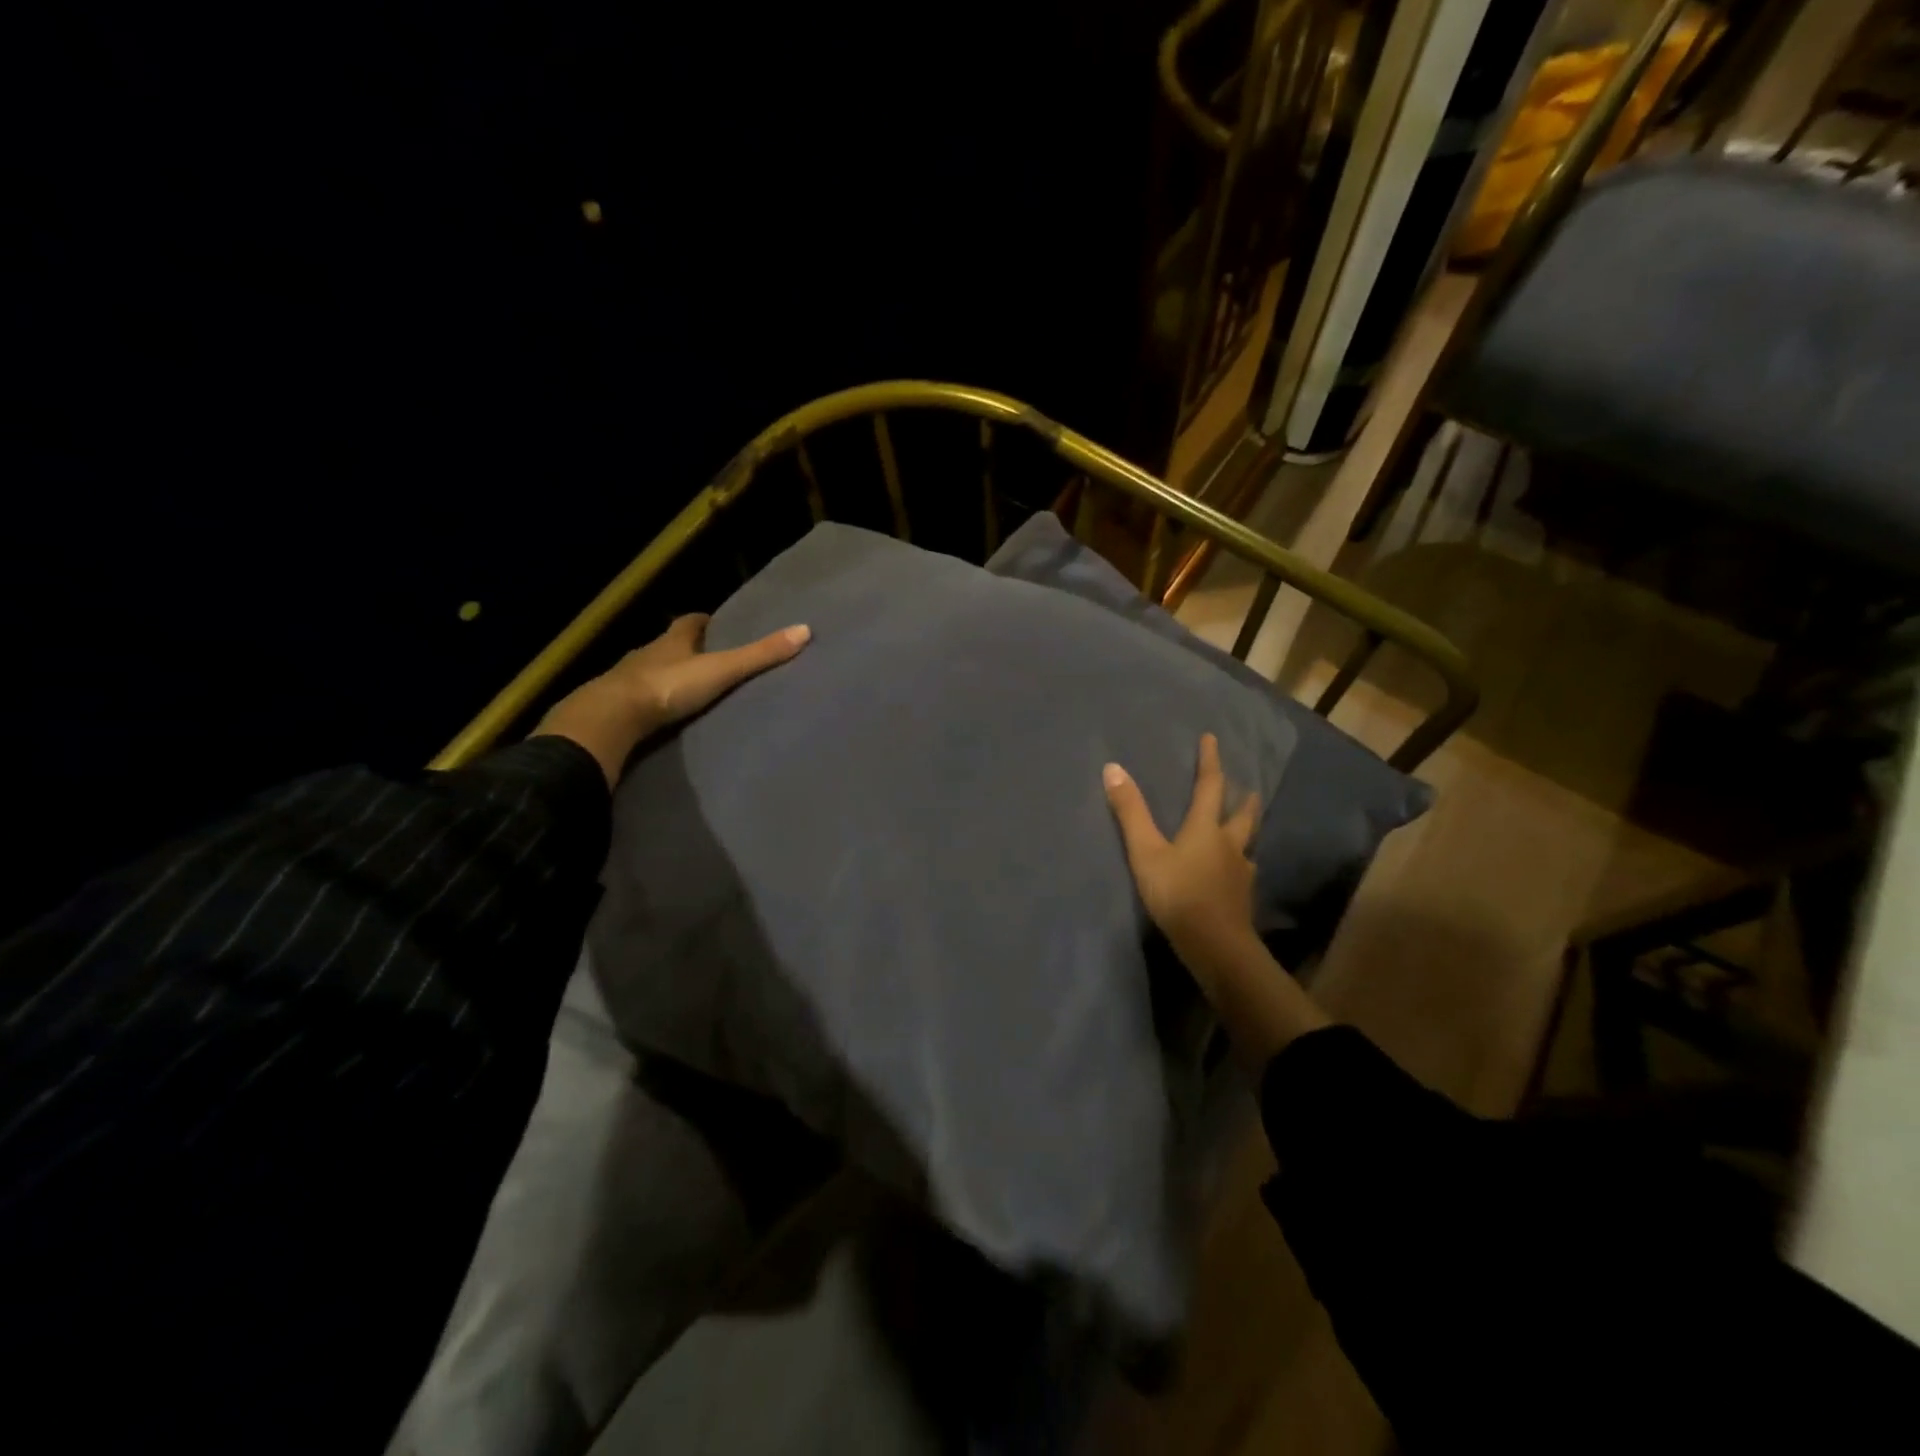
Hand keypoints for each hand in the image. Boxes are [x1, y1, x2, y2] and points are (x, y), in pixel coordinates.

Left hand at [534, 614, 809, 785]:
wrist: (611, 717)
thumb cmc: (668, 686)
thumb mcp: (721, 670)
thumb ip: (759, 655)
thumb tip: (804, 630)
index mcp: (672, 640)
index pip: (691, 622)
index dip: (706, 623)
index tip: (721, 626)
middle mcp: (649, 653)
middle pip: (672, 645)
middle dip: (689, 650)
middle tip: (713, 659)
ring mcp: (629, 679)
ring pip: (654, 670)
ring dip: (671, 676)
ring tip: (694, 690)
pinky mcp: (618, 706)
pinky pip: (641, 699)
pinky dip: (655, 701)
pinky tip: (666, 714)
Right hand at [1105, 733, 1329, 1067]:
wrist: (1215, 946)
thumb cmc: (1178, 894)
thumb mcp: (1146, 852)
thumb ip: (1130, 813)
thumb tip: (1113, 768)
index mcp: (1206, 829)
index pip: (1210, 787)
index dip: (1210, 762)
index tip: (1212, 739)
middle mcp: (1229, 846)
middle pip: (1242, 816)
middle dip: (1243, 799)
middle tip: (1248, 788)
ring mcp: (1240, 874)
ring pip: (1247, 845)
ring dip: (1245, 832)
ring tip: (1242, 830)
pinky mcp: (1242, 899)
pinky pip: (1243, 873)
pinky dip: (1240, 865)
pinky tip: (1236, 874)